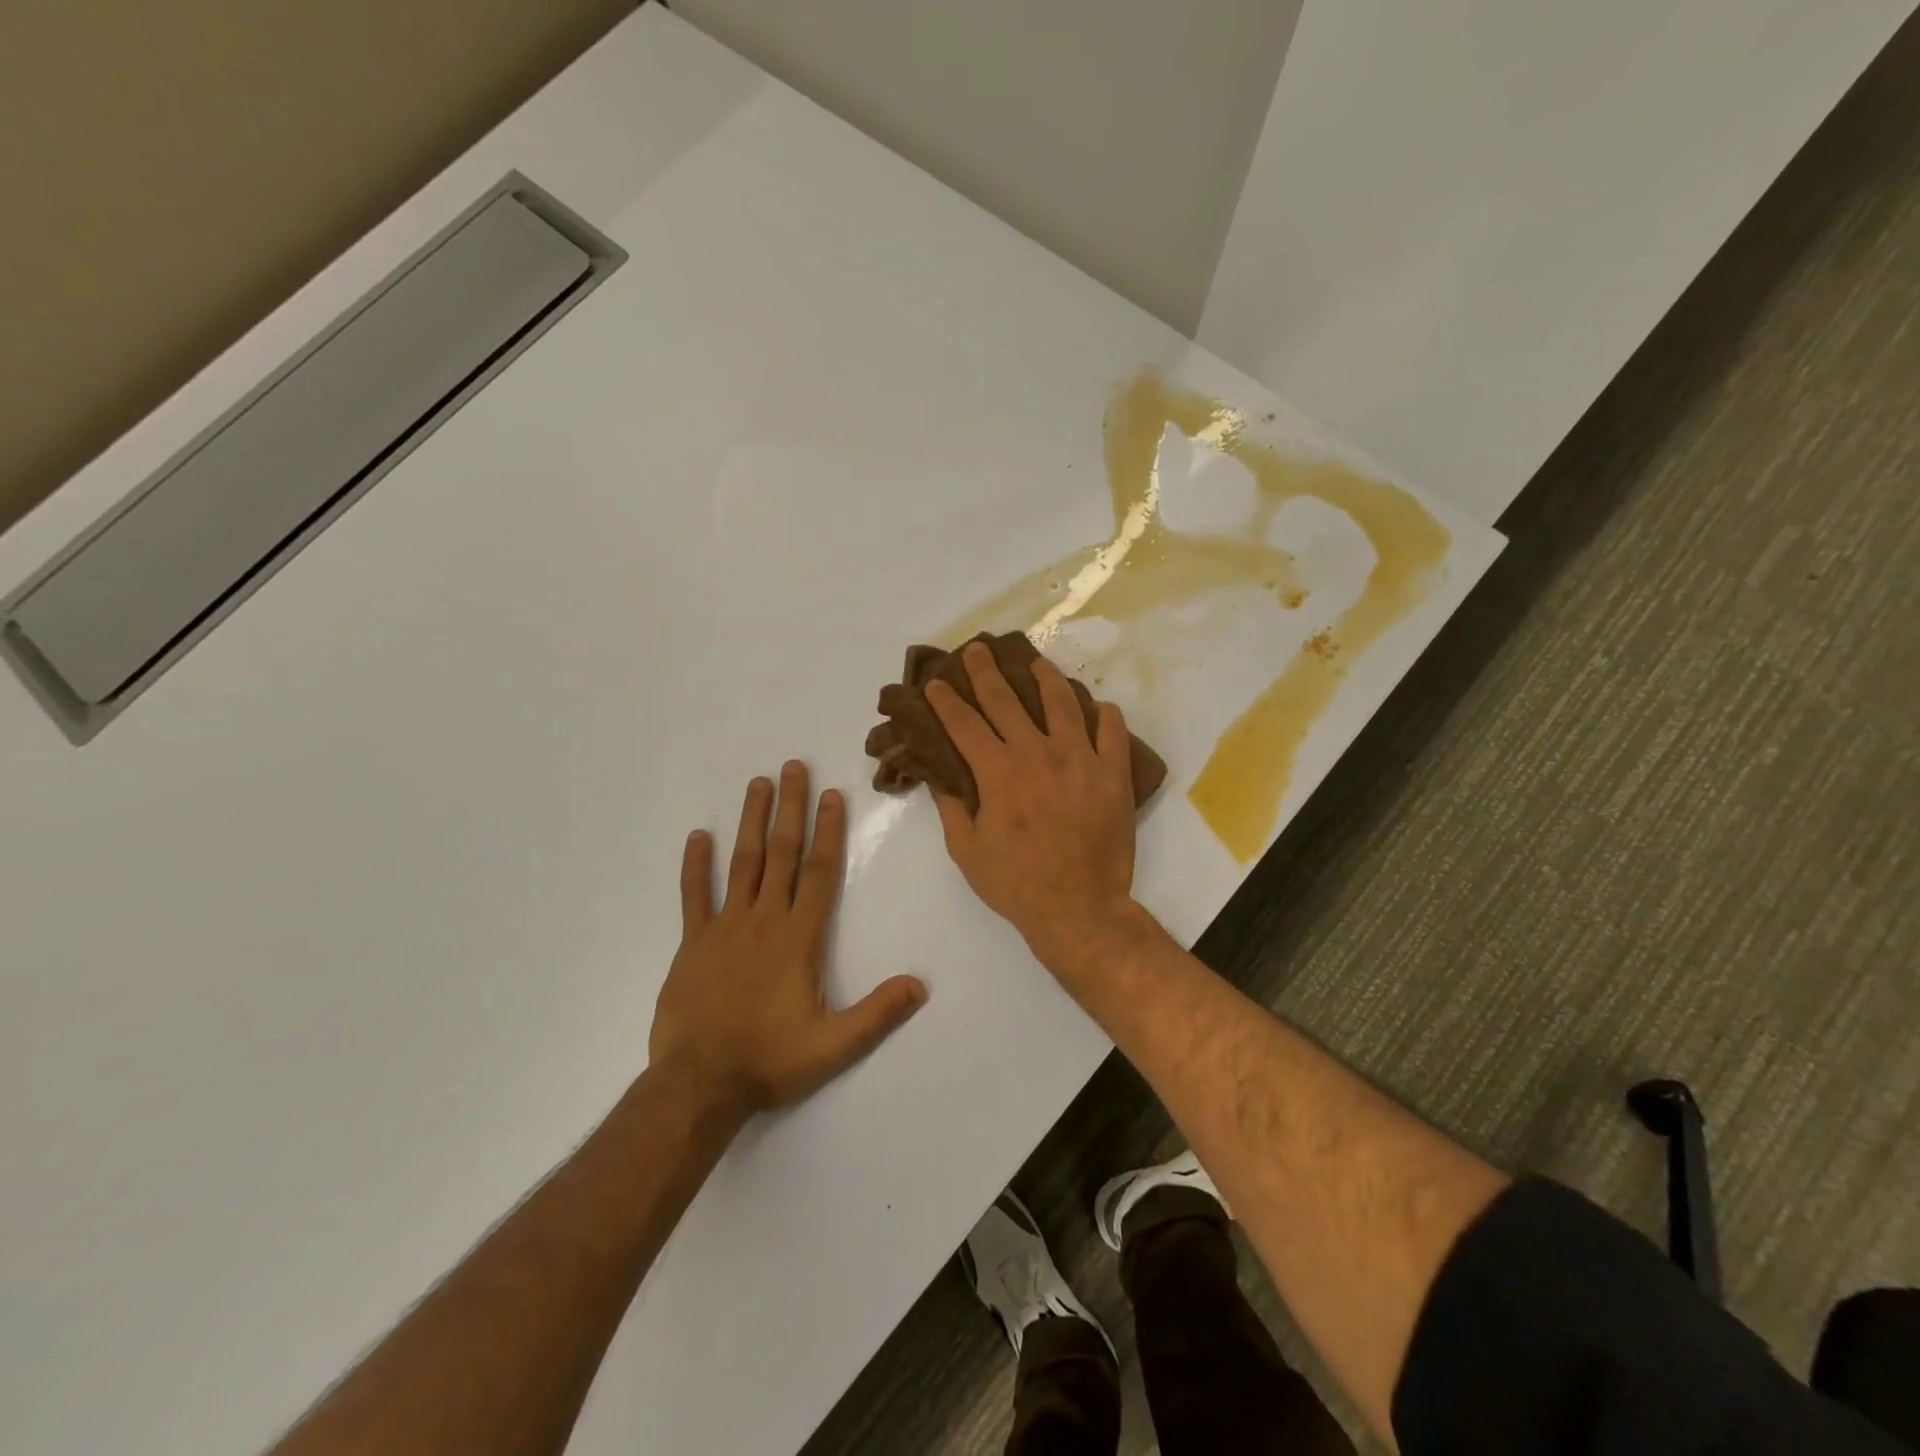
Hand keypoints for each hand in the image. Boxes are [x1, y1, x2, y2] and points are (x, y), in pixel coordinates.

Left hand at [650, 762, 927, 1112]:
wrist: (699, 1084)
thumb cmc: (770, 1060)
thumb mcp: (834, 1046)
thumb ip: (878, 1013)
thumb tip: (920, 985)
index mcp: (798, 938)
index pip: (819, 872)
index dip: (828, 831)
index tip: (832, 794)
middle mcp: (763, 920)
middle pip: (782, 854)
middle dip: (790, 808)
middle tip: (793, 767)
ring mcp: (724, 928)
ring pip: (742, 863)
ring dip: (751, 822)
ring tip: (757, 784)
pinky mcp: (693, 943)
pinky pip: (694, 896)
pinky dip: (696, 865)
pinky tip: (698, 836)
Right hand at [925, 642, 1138, 970]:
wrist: (1078, 908)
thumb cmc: (1015, 883)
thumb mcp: (967, 850)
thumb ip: (951, 807)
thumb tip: (939, 774)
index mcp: (998, 771)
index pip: (964, 723)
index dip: (946, 700)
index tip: (936, 683)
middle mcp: (1037, 753)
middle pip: (1006, 700)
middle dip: (986, 671)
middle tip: (978, 649)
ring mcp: (1080, 759)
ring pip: (1062, 703)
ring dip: (1045, 678)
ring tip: (1037, 664)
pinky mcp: (1113, 773)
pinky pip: (1112, 731)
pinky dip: (1104, 715)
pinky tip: (1097, 707)